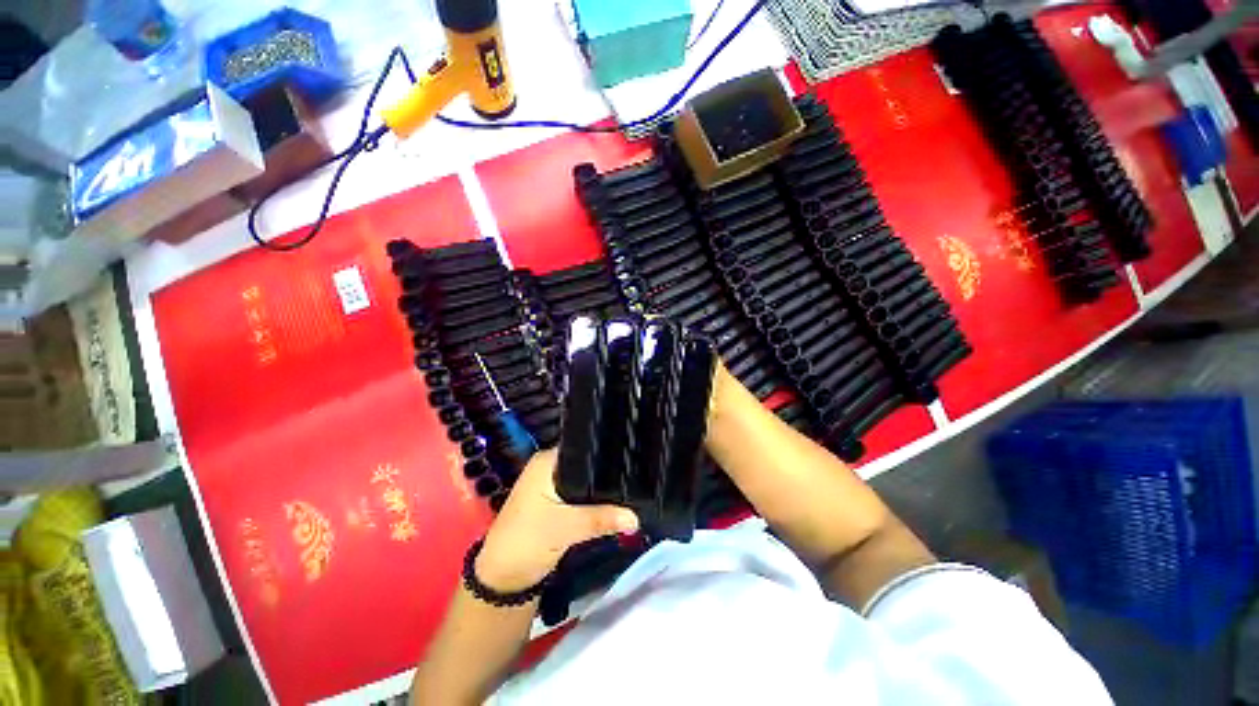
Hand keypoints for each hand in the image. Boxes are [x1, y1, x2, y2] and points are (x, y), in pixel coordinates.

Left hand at [477, 449, 638, 592]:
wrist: (503, 580)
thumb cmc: (526, 542)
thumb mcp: (566, 528)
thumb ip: (601, 518)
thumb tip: (635, 516)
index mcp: (547, 461)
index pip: (583, 447)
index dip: (606, 452)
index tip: (631, 458)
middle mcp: (550, 467)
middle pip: (587, 464)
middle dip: (608, 473)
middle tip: (637, 477)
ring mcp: (553, 486)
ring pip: (586, 481)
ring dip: (603, 489)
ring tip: (632, 488)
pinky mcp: (557, 503)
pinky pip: (582, 495)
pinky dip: (595, 501)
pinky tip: (615, 503)